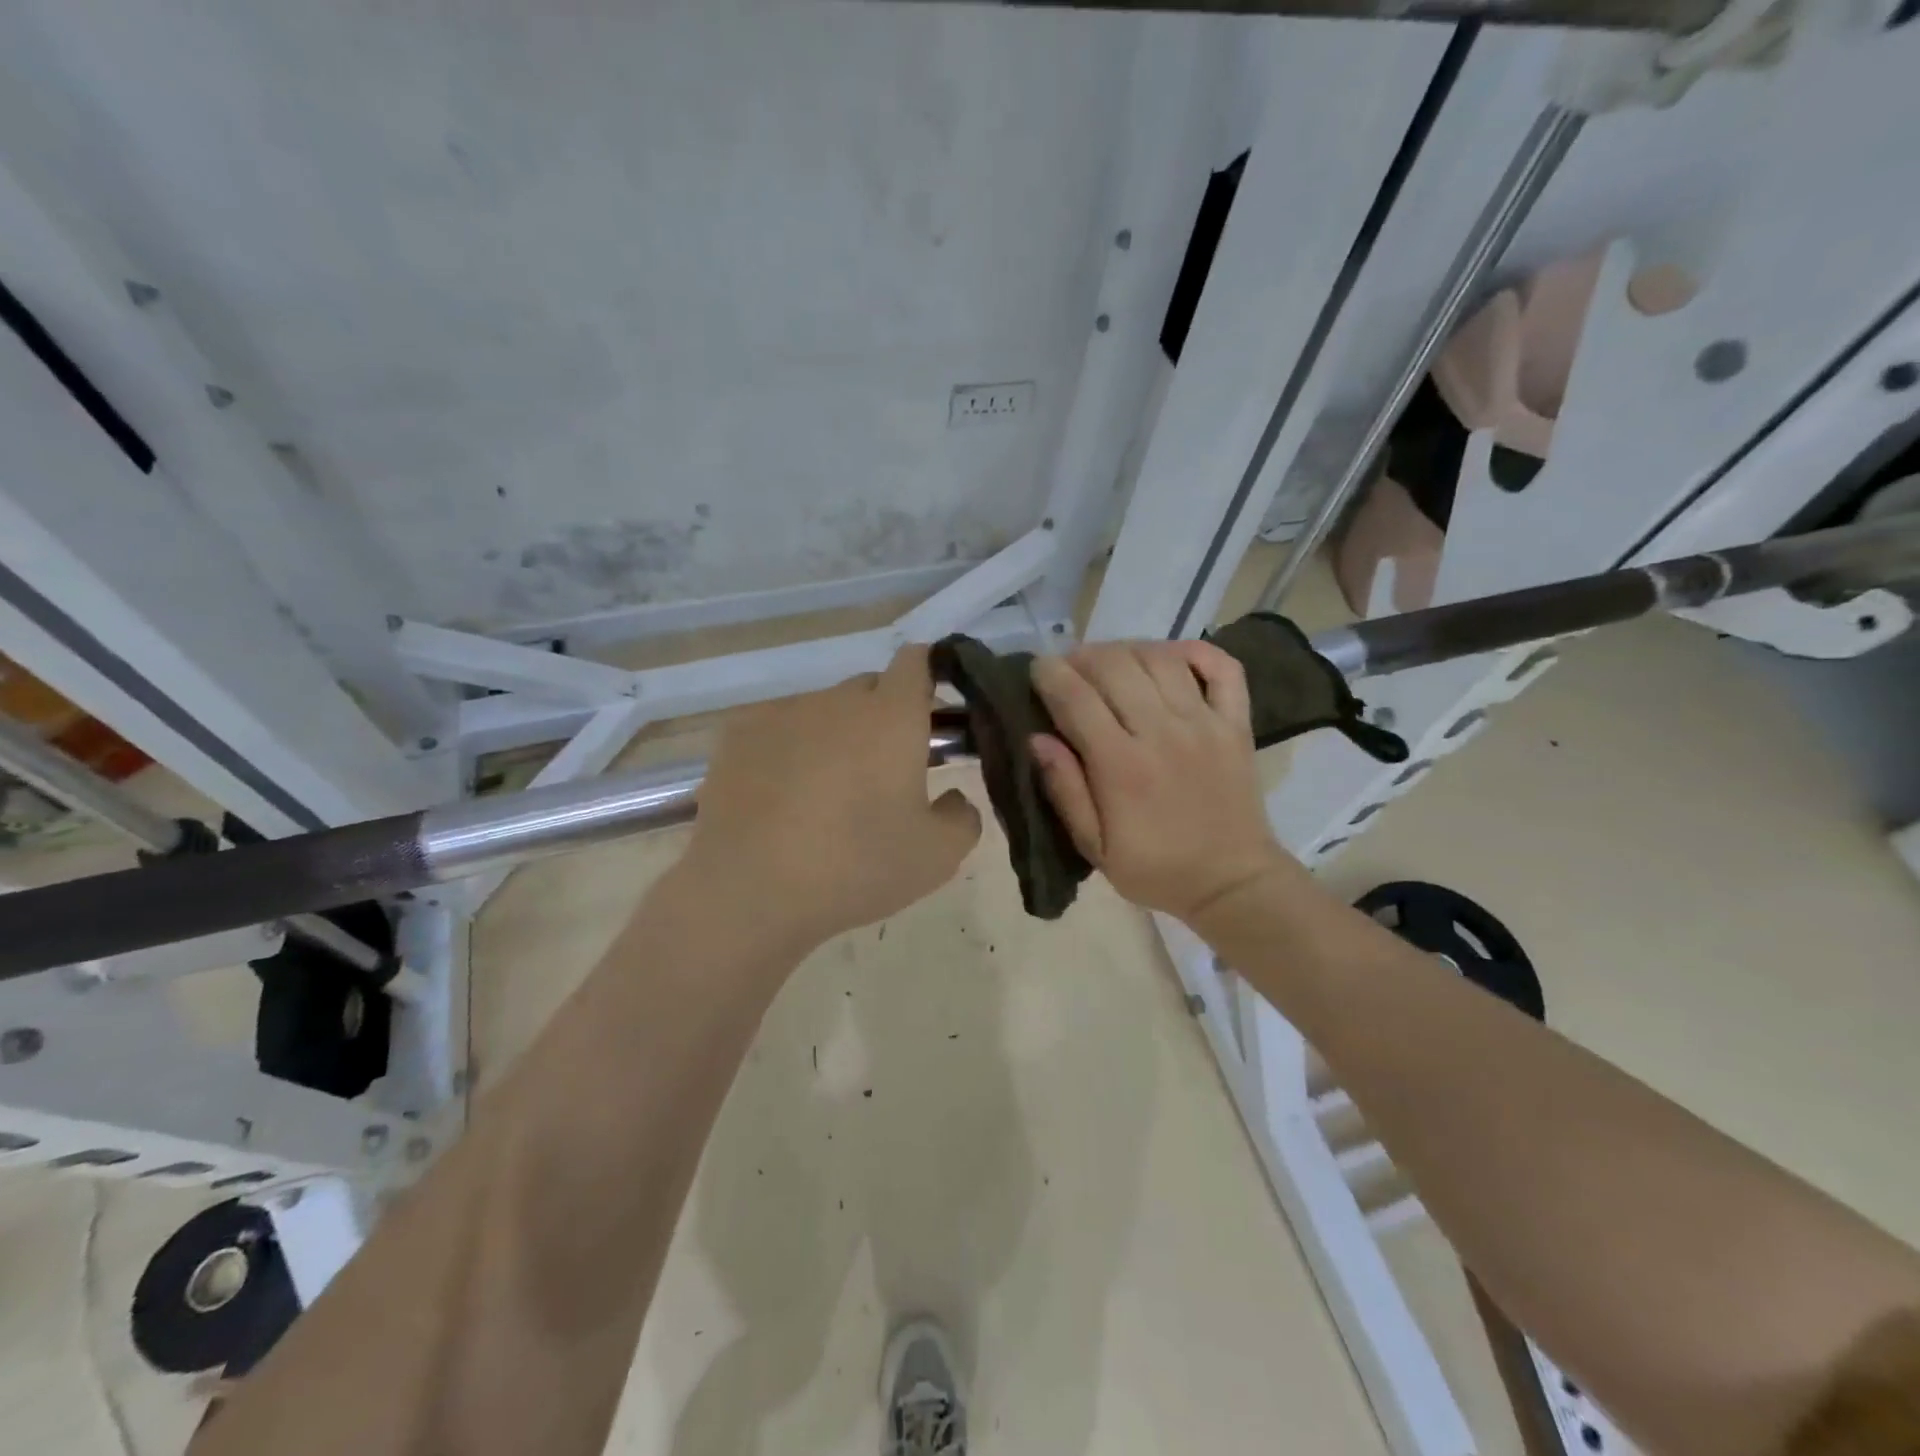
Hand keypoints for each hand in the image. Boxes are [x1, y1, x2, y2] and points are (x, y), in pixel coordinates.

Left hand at [679, 645, 980, 951]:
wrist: (750, 891)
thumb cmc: (856, 867)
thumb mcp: (938, 856)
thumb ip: (962, 816)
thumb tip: (950, 799)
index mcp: (892, 717)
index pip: (916, 661)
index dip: (928, 676)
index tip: (930, 713)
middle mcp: (838, 701)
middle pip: (870, 689)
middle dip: (884, 717)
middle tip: (885, 770)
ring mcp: (783, 713)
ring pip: (823, 711)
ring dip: (835, 736)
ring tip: (825, 793)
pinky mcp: (738, 734)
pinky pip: (778, 729)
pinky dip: (788, 750)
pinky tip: (780, 796)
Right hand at [1029, 641, 1288, 924]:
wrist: (1231, 882)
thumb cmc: (1155, 868)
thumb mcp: (1094, 846)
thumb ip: (1065, 790)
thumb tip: (1037, 738)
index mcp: (1121, 766)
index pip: (1076, 698)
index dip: (1049, 674)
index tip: (1036, 669)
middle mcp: (1162, 733)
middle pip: (1114, 666)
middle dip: (1082, 657)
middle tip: (1069, 669)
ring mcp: (1204, 723)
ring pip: (1160, 658)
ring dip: (1127, 650)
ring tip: (1110, 664)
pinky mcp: (1235, 723)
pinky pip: (1221, 667)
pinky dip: (1194, 651)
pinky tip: (1169, 658)